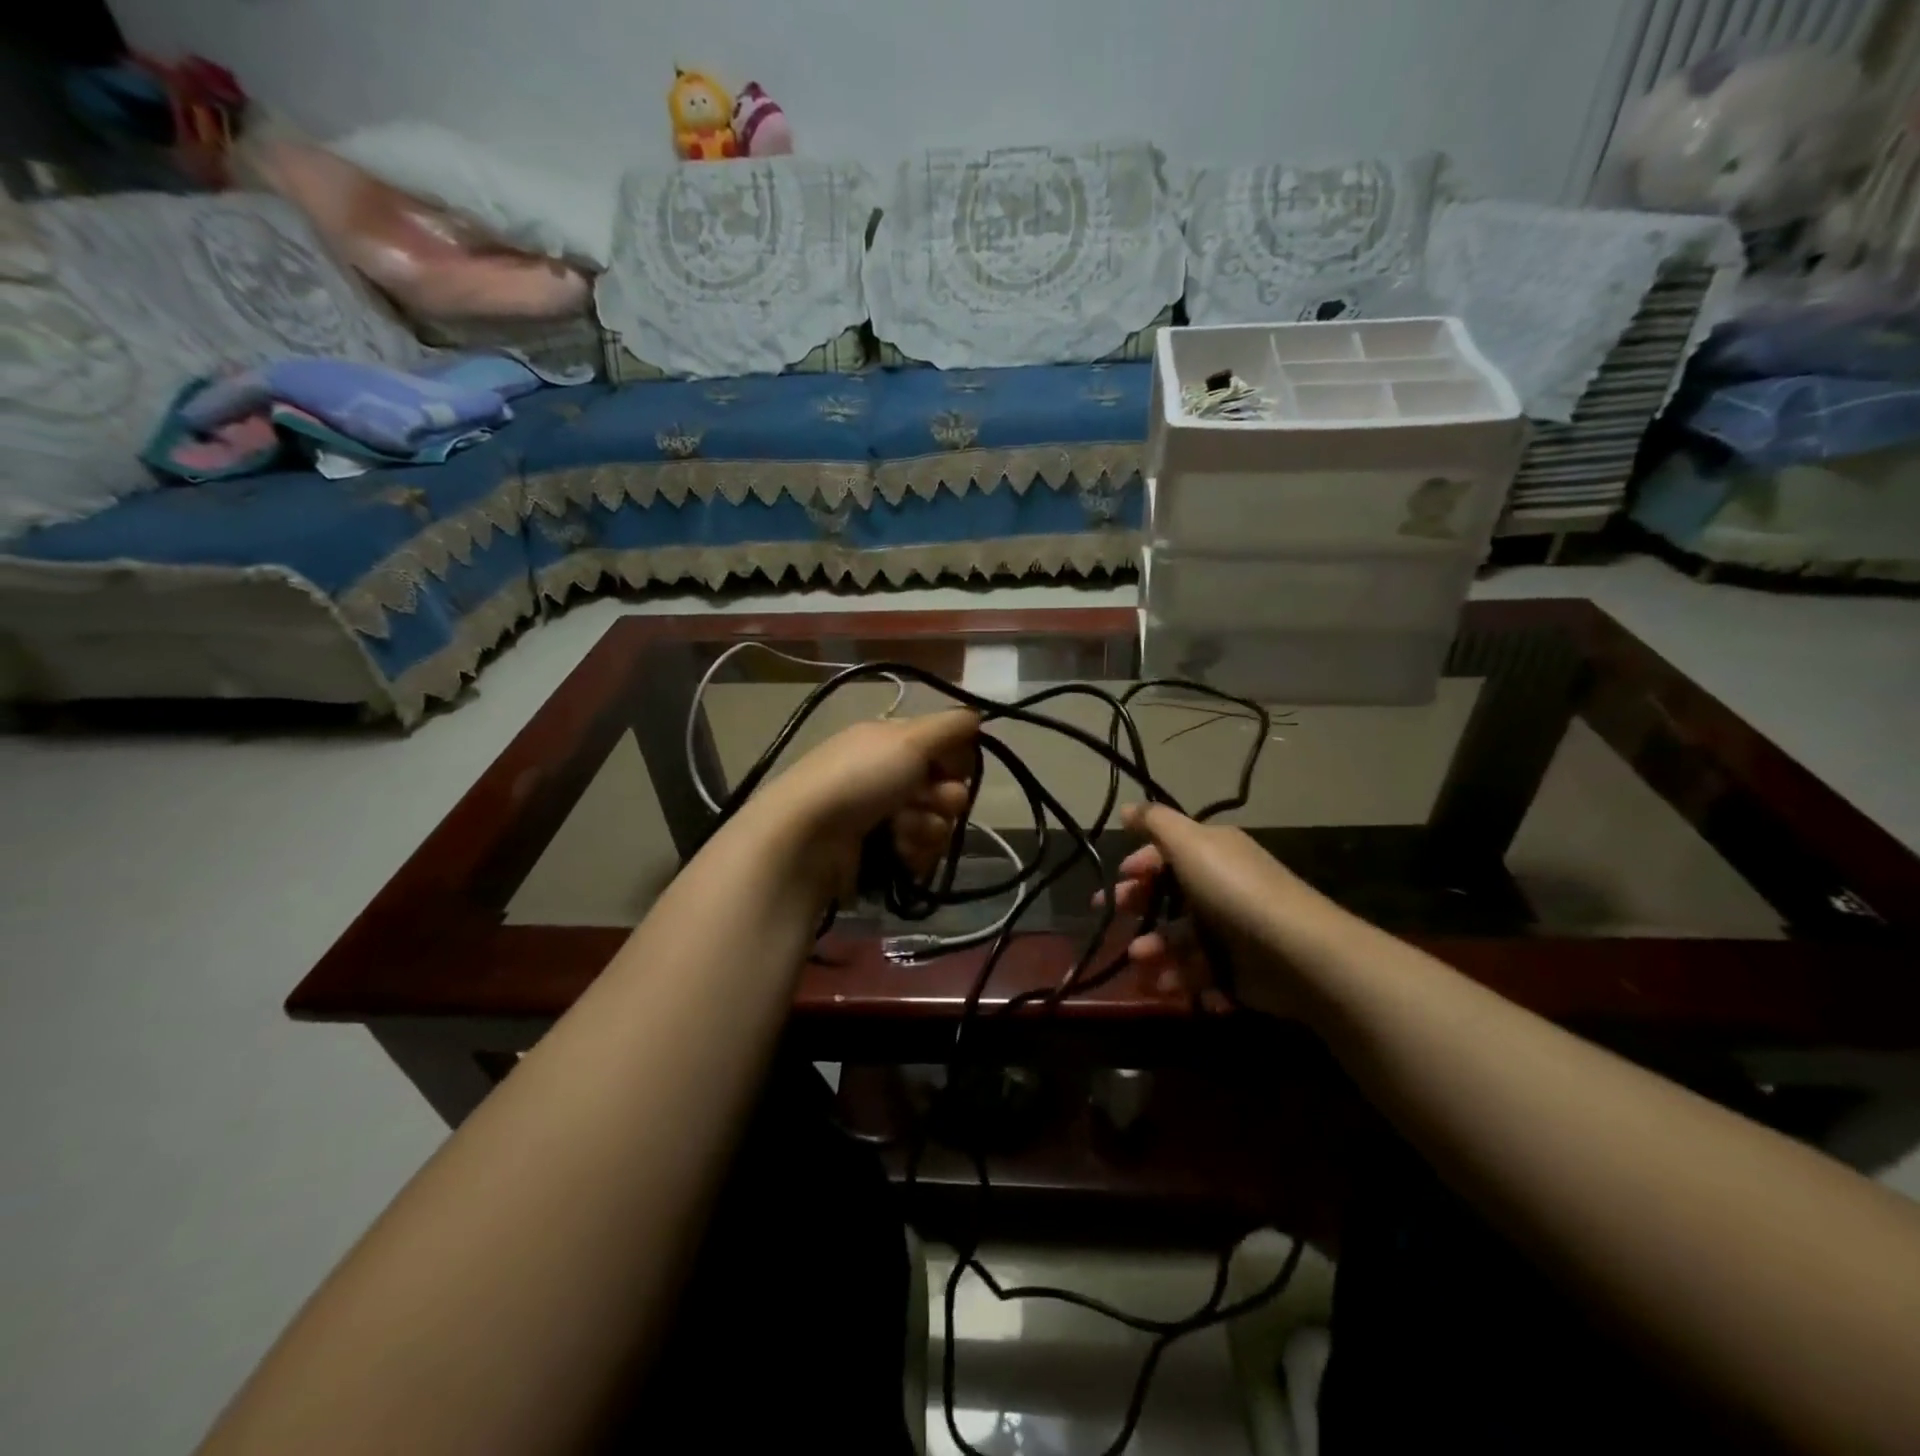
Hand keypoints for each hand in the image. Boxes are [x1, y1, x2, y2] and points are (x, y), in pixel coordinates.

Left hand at [746, 709, 980, 897]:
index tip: (952, 767)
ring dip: (928, 829)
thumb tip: (977, 716)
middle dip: (944, 799)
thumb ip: (950, 726)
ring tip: (902, 832)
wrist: (807, 838)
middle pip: (944, 788)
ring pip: (935, 823)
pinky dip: (914, 852)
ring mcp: (882, 815)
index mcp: (890, 741)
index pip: (944, 746)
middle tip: (929, 802)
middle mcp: (887, 775)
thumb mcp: (909, 739)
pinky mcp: (879, 852)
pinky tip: (898, 852)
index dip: (956, 759)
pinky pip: (919, 852)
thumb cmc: (860, 779)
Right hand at [1103, 803, 1319, 1016]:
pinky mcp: (1237, 969)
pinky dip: (1181, 978)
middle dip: (1139, 908)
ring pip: (1180, 938)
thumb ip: (1156, 823)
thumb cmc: (1234, 890)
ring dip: (1155, 949)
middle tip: (1113, 920)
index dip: (1139, 865)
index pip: (1167, 854)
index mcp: (1213, 853)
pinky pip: (1200, 971)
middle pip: (1169, 897)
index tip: (1115, 882)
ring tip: (1141, 961)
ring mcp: (1230, 930)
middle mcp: (1221, 887)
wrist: (1297, 953)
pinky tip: (1167, 985)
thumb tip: (1127, 808)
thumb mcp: (1190, 843)